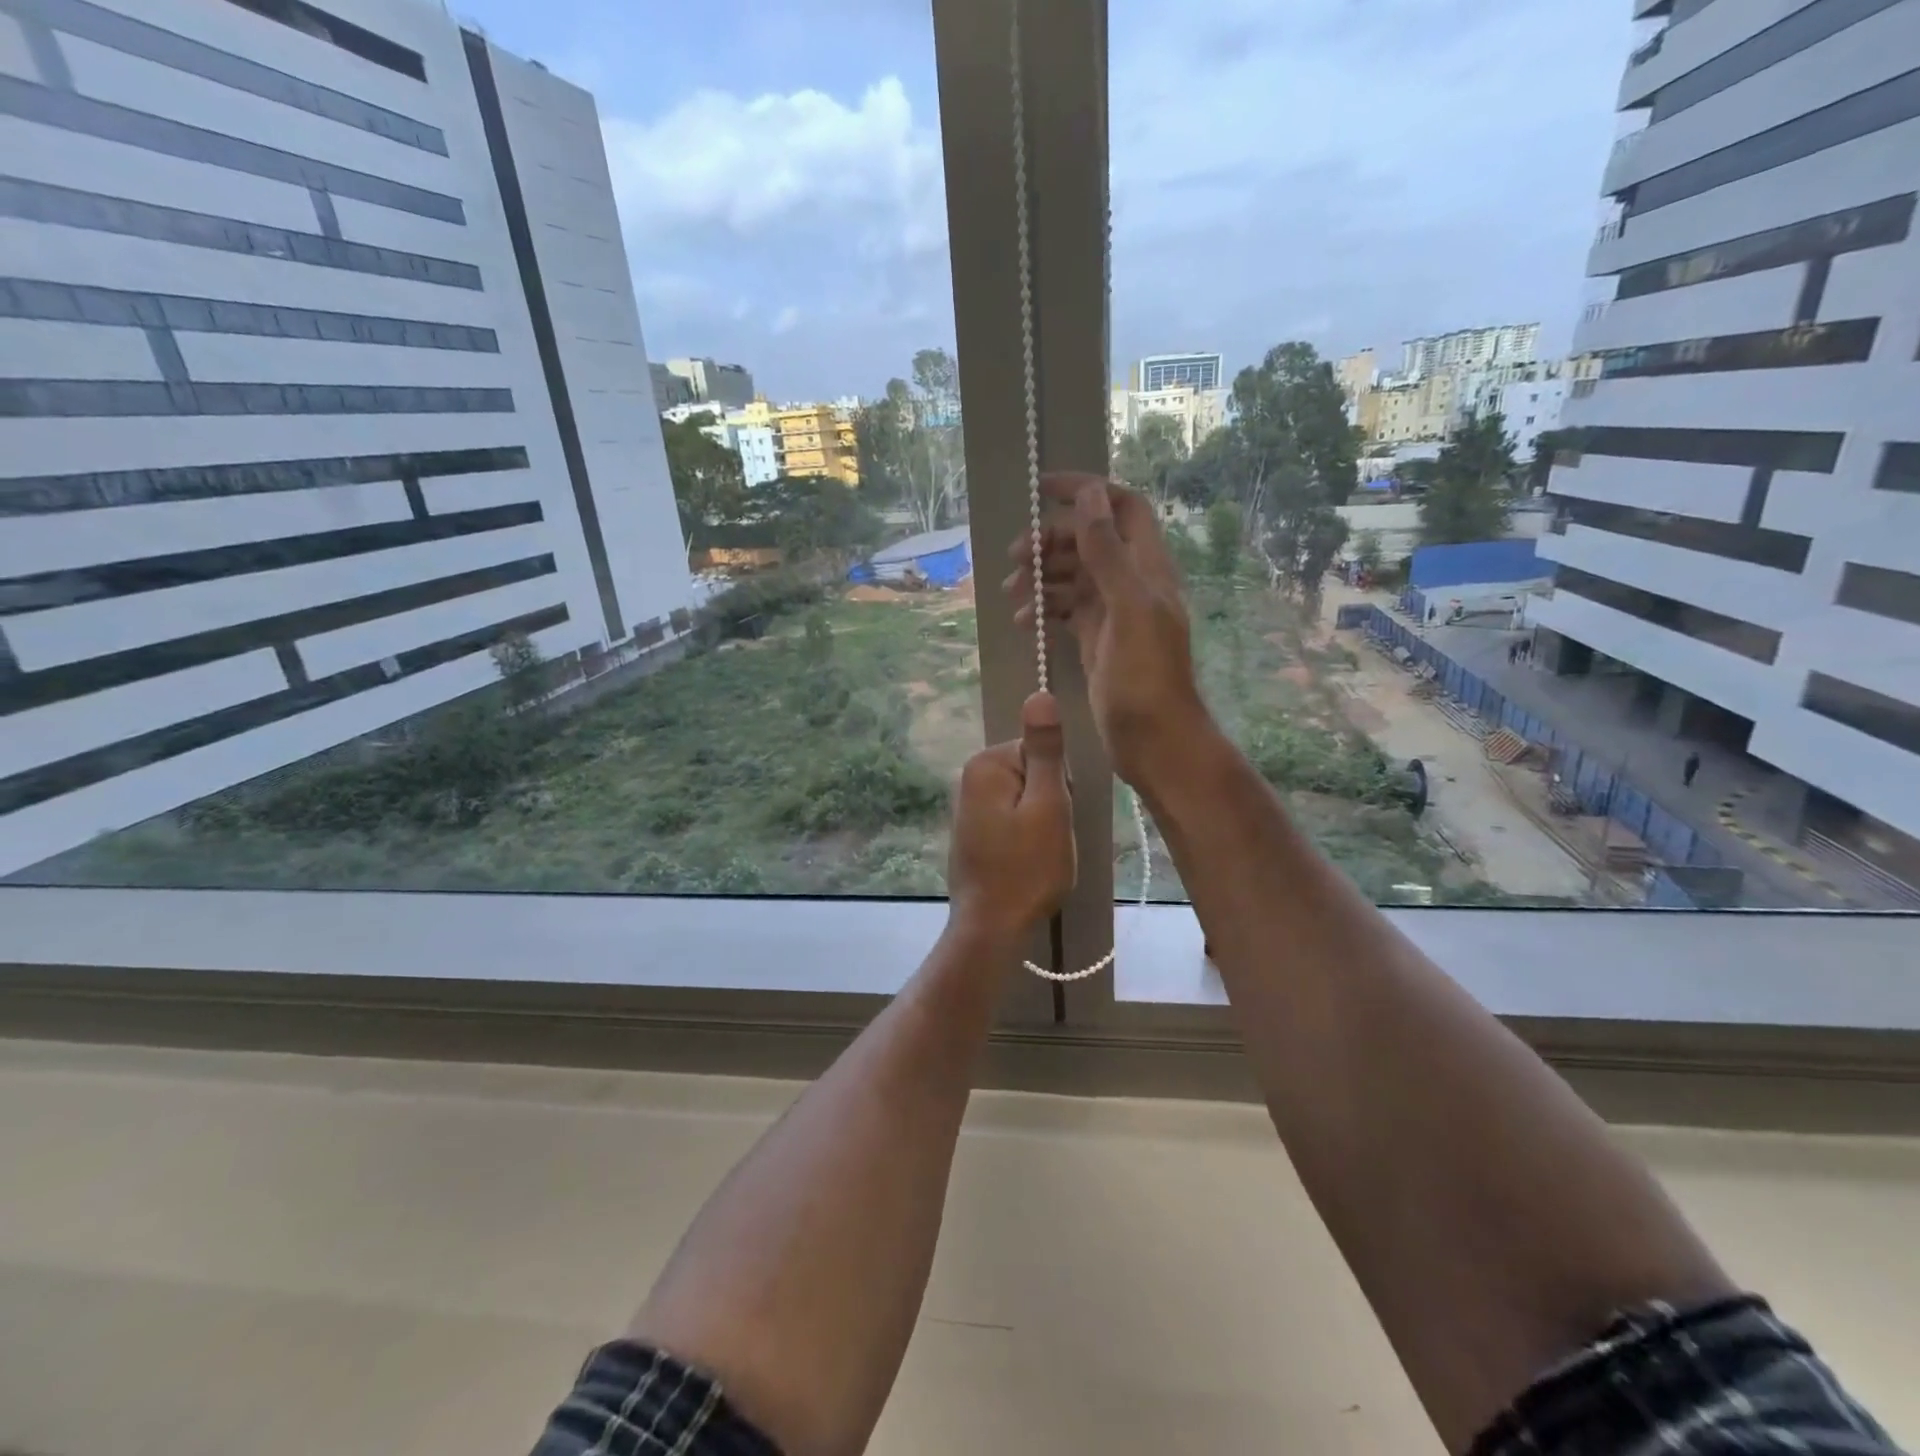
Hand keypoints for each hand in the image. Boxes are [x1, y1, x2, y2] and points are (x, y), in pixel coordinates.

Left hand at [946, 691, 1075, 945]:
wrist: (992, 928)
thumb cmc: (1027, 869)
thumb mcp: (1048, 806)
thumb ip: (1046, 750)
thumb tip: (1040, 693)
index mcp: (985, 764)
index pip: (1041, 752)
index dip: (1059, 785)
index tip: (1055, 817)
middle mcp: (969, 778)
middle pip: (1032, 773)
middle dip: (1049, 803)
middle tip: (1047, 839)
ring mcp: (967, 807)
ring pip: (1025, 799)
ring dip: (1039, 823)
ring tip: (1037, 853)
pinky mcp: (972, 832)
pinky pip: (1011, 819)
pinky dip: (1024, 837)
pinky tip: (1024, 862)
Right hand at [1005, 473, 1210, 789]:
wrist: (1152, 738)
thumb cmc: (1145, 675)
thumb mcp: (1128, 608)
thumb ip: (1108, 552)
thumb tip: (1089, 496)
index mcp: (1146, 566)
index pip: (1120, 507)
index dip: (1086, 490)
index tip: (1043, 489)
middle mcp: (1130, 581)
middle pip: (1088, 540)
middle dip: (1050, 540)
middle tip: (1014, 557)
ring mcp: (1112, 611)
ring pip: (1072, 575)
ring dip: (1041, 576)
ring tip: (1012, 594)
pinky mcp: (1095, 637)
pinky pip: (1065, 609)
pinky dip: (1043, 607)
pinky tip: (1022, 621)